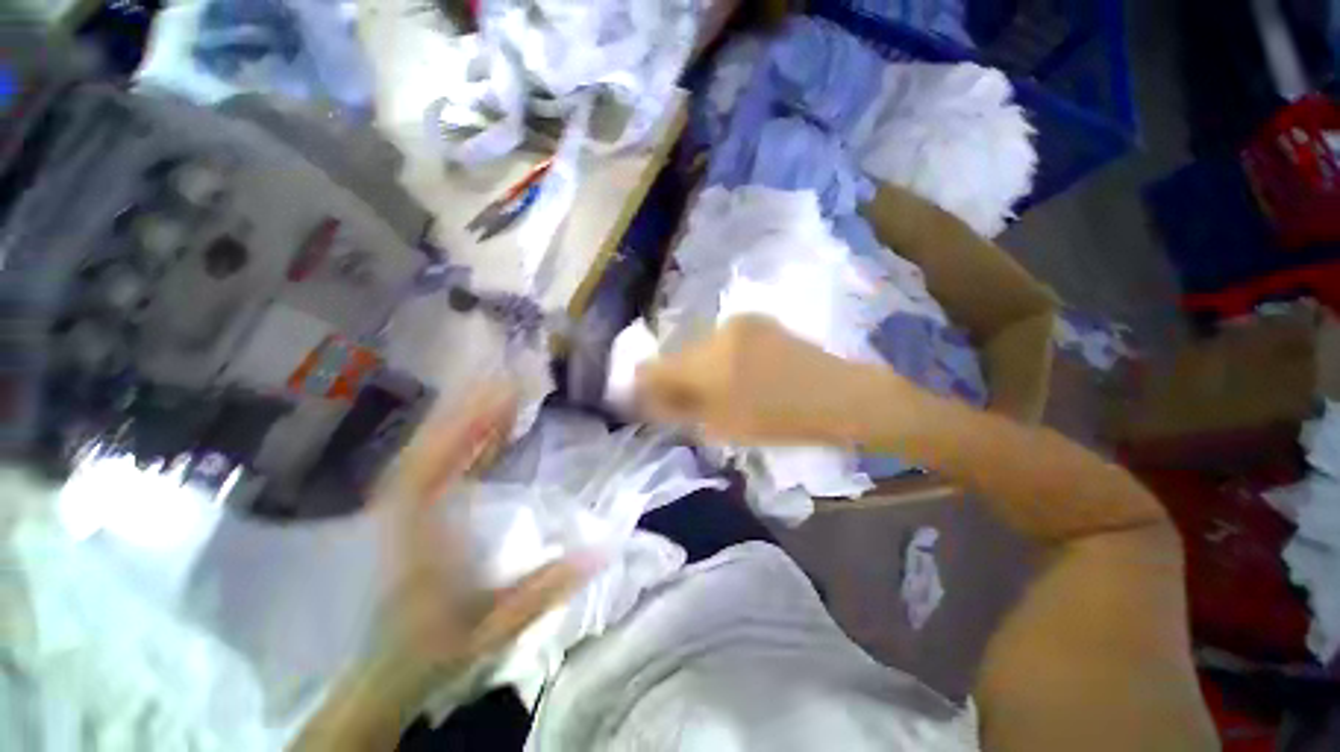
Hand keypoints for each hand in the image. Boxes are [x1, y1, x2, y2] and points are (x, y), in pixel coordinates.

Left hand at [299, 385, 599, 749]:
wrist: (388, 668)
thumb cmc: (439, 647)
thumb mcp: (497, 626)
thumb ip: (548, 589)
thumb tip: (605, 550)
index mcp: (424, 535)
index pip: (438, 466)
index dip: (470, 425)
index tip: (506, 394)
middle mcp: (409, 510)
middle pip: (434, 443)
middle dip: (472, 404)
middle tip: (513, 375)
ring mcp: (408, 504)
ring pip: (433, 444)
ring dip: (467, 411)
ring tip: (504, 385)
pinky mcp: (417, 504)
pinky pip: (440, 458)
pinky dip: (464, 433)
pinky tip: (488, 418)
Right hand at [634, 315, 885, 445]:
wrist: (841, 395)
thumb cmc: (782, 420)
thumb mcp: (722, 426)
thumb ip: (679, 409)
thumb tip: (649, 400)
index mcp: (706, 361)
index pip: (653, 369)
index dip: (644, 387)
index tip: (649, 403)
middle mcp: (716, 332)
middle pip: (676, 356)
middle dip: (674, 379)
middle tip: (687, 403)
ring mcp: (739, 322)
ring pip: (699, 347)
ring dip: (699, 368)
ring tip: (717, 390)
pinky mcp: (757, 320)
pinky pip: (722, 340)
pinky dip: (719, 358)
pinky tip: (739, 374)